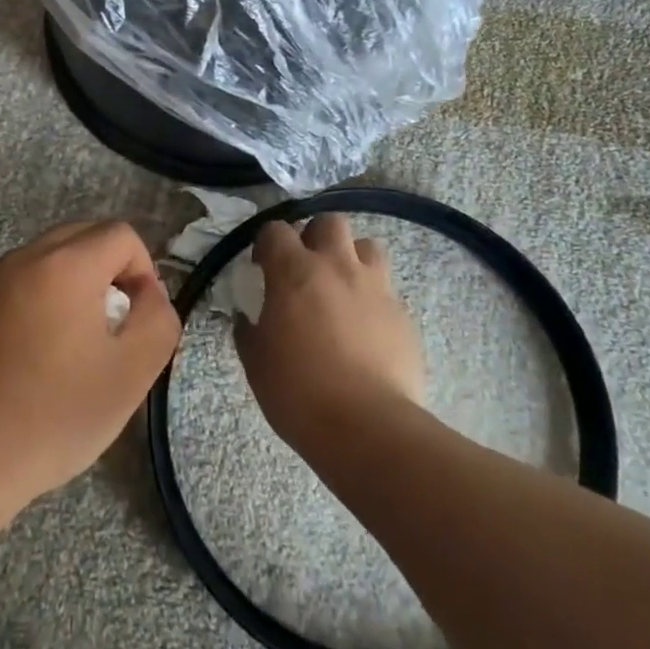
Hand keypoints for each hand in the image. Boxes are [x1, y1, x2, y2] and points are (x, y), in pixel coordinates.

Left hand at [0, 220, 180, 511]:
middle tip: (112, 327)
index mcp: (65, 265)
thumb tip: (148, 293)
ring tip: (73, 344)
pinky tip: (34, 355)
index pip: (121, 235)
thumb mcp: (131, 374)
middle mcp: (24, 258)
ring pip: (49, 259)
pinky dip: (39, 300)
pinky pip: (18, 282)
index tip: (137, 320)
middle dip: (110, 271)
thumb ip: (158, 320)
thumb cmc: (53, 416)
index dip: (143, 271)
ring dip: (74, 285)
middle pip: (83, 237)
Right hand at [237, 213, 423, 450]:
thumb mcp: (256, 362)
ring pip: (367, 245)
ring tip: (343, 287)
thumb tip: (247, 318)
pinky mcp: (403, 312)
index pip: (275, 230)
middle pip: (329, 222)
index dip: (266, 243)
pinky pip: (386, 288)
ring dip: (352, 258)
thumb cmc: (298, 392)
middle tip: (307, 267)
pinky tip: (366, 326)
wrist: (367, 426)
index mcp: (294, 272)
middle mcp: (337, 266)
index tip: (263, 266)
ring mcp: (375, 286)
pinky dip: (373, 296)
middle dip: (315, 236)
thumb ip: (249, 330)